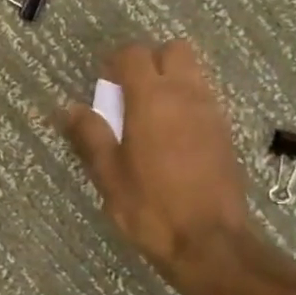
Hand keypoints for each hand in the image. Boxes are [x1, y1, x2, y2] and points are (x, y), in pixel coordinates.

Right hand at [60, 40, 255, 294]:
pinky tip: (172, 136)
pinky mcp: (226, 134)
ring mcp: (212, 113)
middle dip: (151, 61)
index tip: (103, 83)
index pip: (135, 54)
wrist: (210, 243)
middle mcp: (186, 95)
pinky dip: (187, 103)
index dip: (115, 61)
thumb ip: (90, 135)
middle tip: (129, 91)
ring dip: (171, 80)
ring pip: (194, 73)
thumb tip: (69, 109)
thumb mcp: (108, 174)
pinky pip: (205, 99)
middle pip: (174, 51)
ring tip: (149, 115)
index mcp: (152, 99)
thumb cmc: (150, 207)